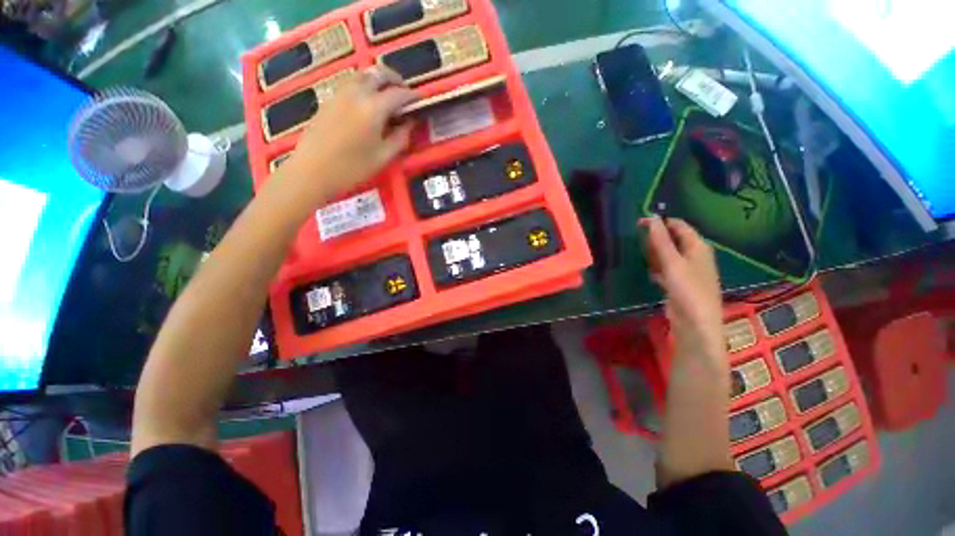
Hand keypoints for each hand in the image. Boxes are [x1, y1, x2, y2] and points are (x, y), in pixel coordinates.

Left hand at [271, 66, 418, 219]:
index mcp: (373, 109)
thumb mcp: (383, 158)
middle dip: (396, 80)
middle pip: (379, 73)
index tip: (421, 100)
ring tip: (387, 95)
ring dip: (379, 80)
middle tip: (405, 93)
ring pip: (363, 75)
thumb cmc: (352, 169)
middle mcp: (357, 93)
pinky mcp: (329, 99)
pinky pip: (351, 83)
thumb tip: (410, 124)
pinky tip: (368, 103)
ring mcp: (340, 94)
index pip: (399, 94)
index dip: (413, 96)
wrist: (312, 171)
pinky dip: (364, 85)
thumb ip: (400, 138)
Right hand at [641, 217, 725, 366]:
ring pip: (669, 255)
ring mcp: (687, 271)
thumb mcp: (672, 262)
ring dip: (655, 253)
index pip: (679, 226)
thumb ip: (661, 240)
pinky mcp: (679, 284)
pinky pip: (666, 269)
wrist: (695, 323)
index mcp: (698, 247)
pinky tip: (649, 271)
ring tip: (639, 253)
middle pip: (674, 240)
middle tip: (636, 238)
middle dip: (656, 237)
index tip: (639, 222)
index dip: (661, 221)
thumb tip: (652, 218)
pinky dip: (657, 267)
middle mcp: (695, 256)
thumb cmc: (687, 289)